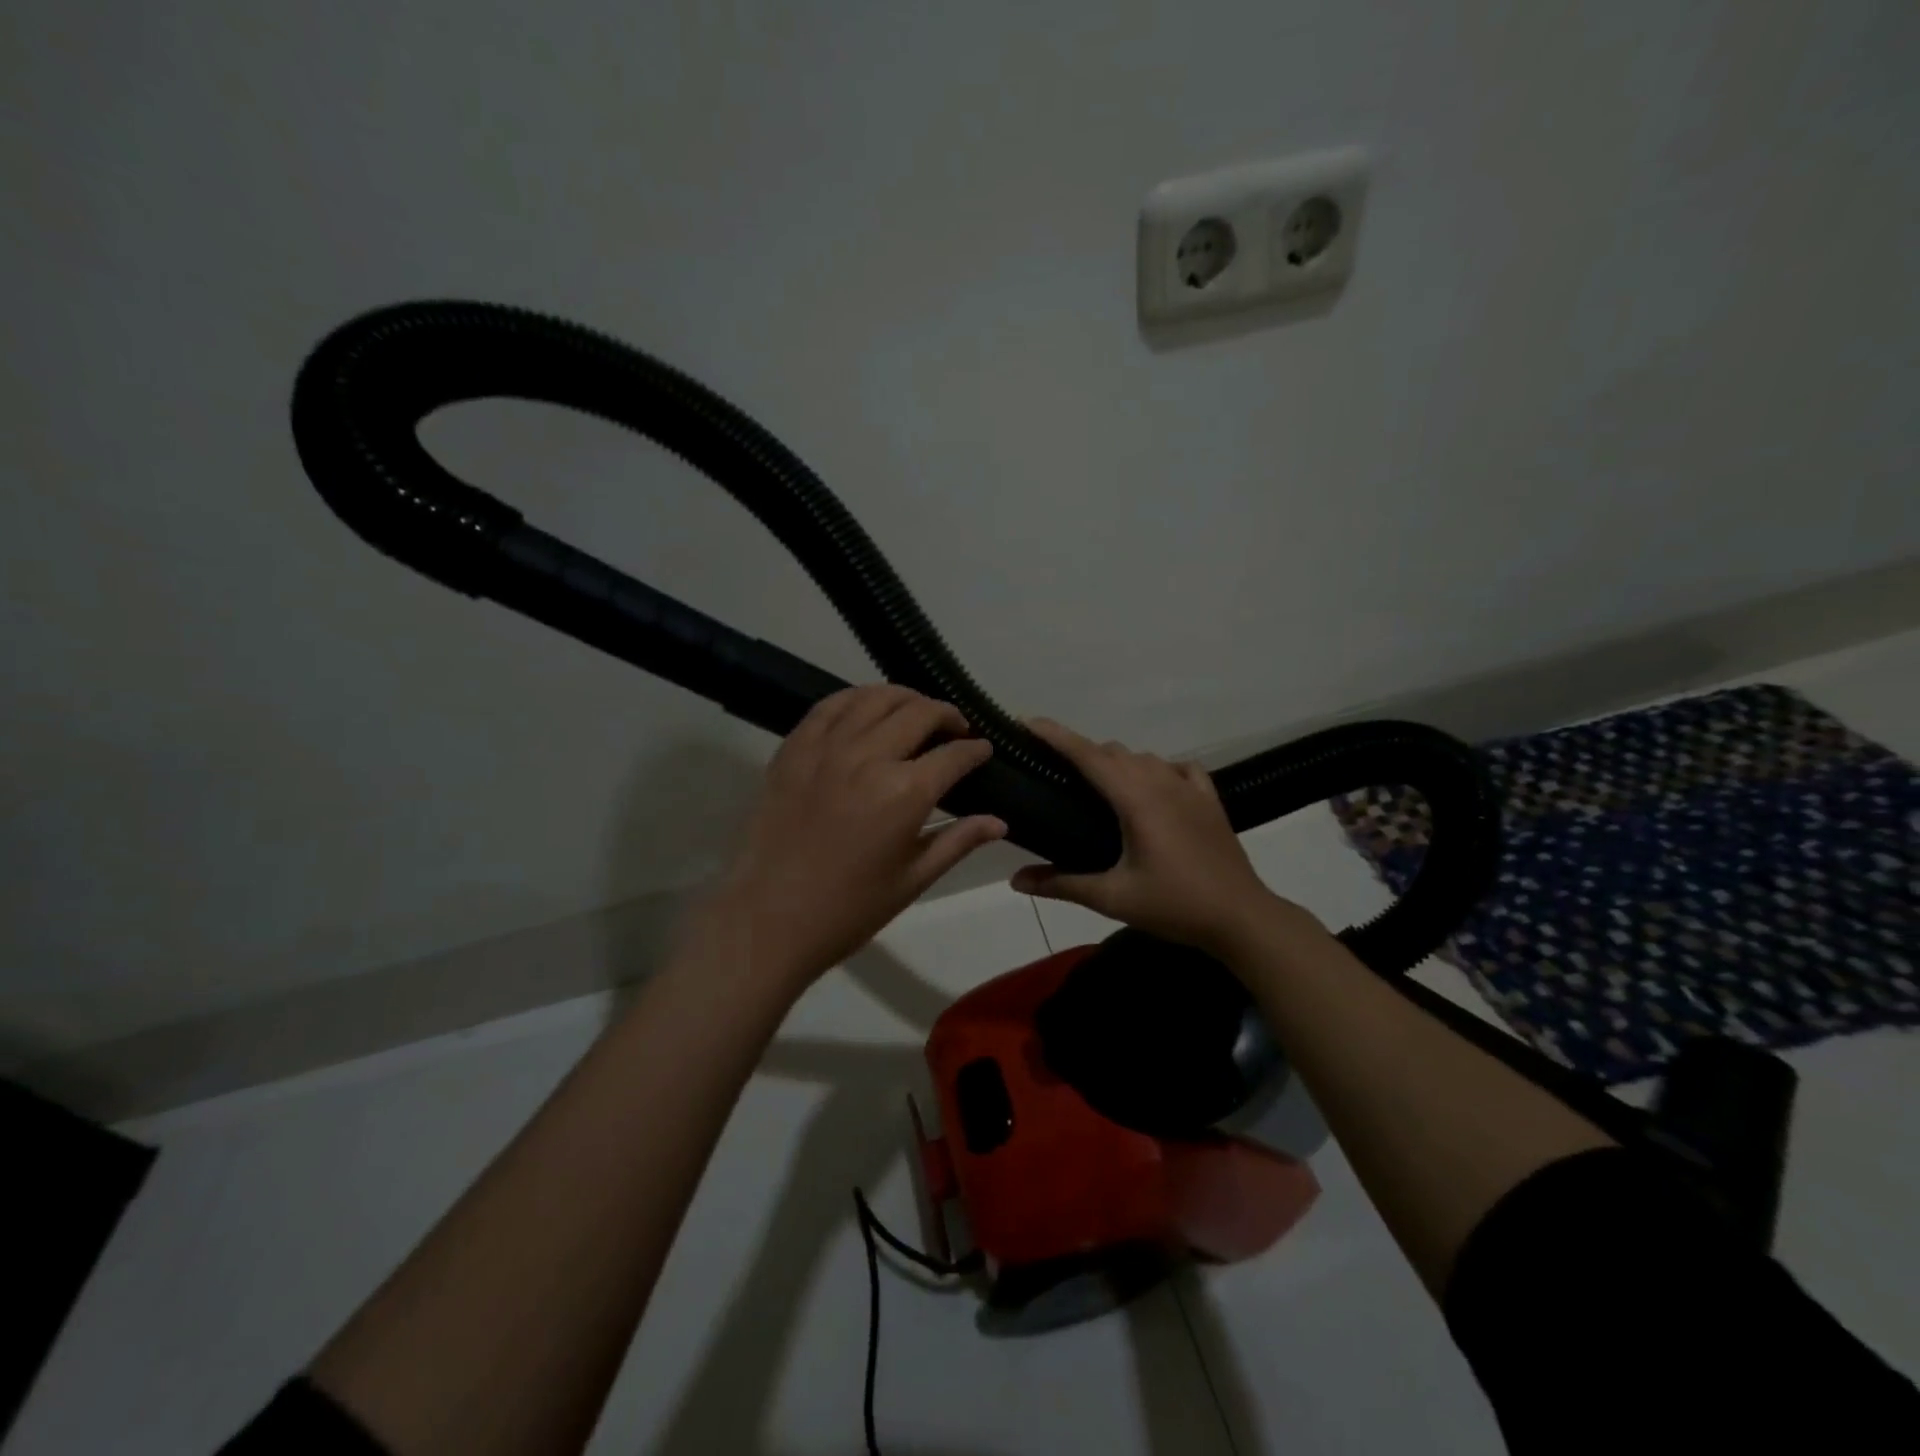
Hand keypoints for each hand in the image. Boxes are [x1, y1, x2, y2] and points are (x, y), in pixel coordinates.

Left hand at [692, 685, 1006, 990]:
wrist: (768, 919)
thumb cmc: (848, 909)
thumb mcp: (913, 880)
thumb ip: (958, 841)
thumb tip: (1000, 822)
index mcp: (904, 793)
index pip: (954, 755)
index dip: (976, 750)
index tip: (984, 750)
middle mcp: (868, 757)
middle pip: (919, 713)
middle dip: (948, 716)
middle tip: (957, 729)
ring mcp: (826, 747)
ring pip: (876, 698)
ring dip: (906, 698)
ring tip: (917, 711)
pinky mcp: (794, 748)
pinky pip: (830, 706)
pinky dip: (857, 698)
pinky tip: (868, 707)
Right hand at [1009, 718, 1307, 955]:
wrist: (1241, 917)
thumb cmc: (1174, 905)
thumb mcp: (1113, 898)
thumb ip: (1062, 884)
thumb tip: (1016, 880)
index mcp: (1136, 799)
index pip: (1088, 755)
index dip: (1056, 735)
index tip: (1027, 722)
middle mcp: (1161, 782)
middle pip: (1113, 752)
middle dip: (1081, 752)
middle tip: (1055, 772)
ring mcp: (1189, 787)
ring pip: (1144, 757)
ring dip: (1117, 762)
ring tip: (1098, 787)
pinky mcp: (1209, 799)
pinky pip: (1178, 768)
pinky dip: (1157, 769)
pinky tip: (1154, 787)